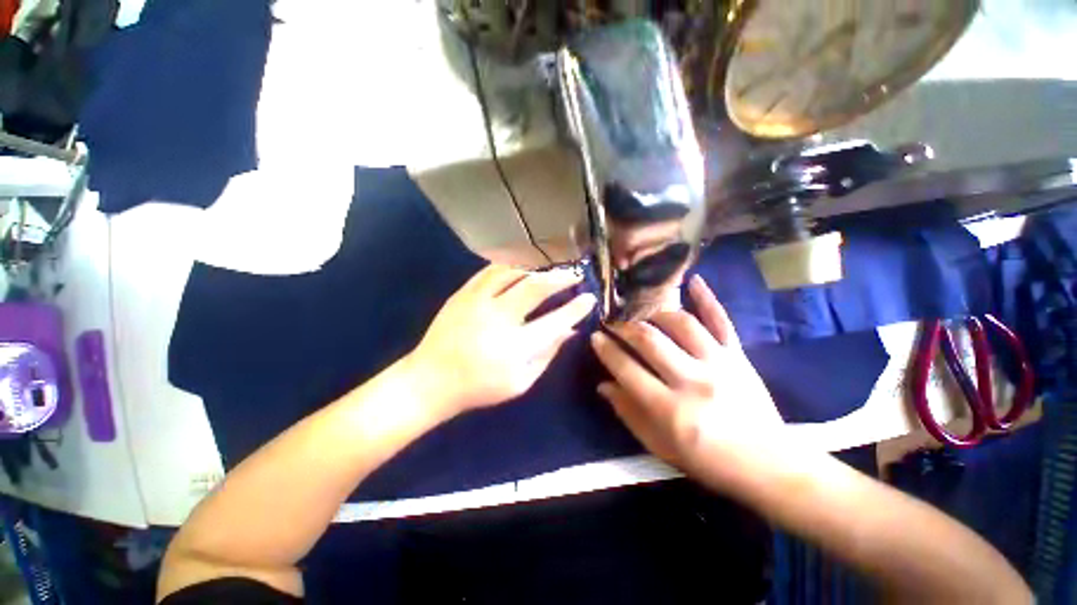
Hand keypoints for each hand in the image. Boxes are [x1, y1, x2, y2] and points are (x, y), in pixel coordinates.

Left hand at [408, 263, 595, 418]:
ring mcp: (477, 301)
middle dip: (560, 278)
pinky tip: (521, 268)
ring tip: (549, 270)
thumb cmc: (479, 388)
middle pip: (535, 287)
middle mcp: (498, 318)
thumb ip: (547, 355)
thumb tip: (570, 330)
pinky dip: (510, 266)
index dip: (576, 308)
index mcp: (514, 347)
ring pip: (512, 272)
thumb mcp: (520, 382)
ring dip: (536, 269)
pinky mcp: (462, 294)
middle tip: (574, 274)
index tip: (589, 298)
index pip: (555, 321)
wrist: (430, 380)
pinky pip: (490, 271)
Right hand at [590, 275, 783, 483]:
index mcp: (670, 410)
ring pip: (682, 324)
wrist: (768, 465)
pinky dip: (708, 298)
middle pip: (650, 340)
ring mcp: (719, 364)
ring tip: (640, 311)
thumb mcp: (659, 446)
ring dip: (655, 313)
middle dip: (624, 326)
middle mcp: (693, 381)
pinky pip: (721, 321)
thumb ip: (628, 413)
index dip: (607, 351)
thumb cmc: (707, 461)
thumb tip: (604, 384)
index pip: (627, 370)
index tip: (595, 337)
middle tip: (612, 320)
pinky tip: (694, 280)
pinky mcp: (739, 356)